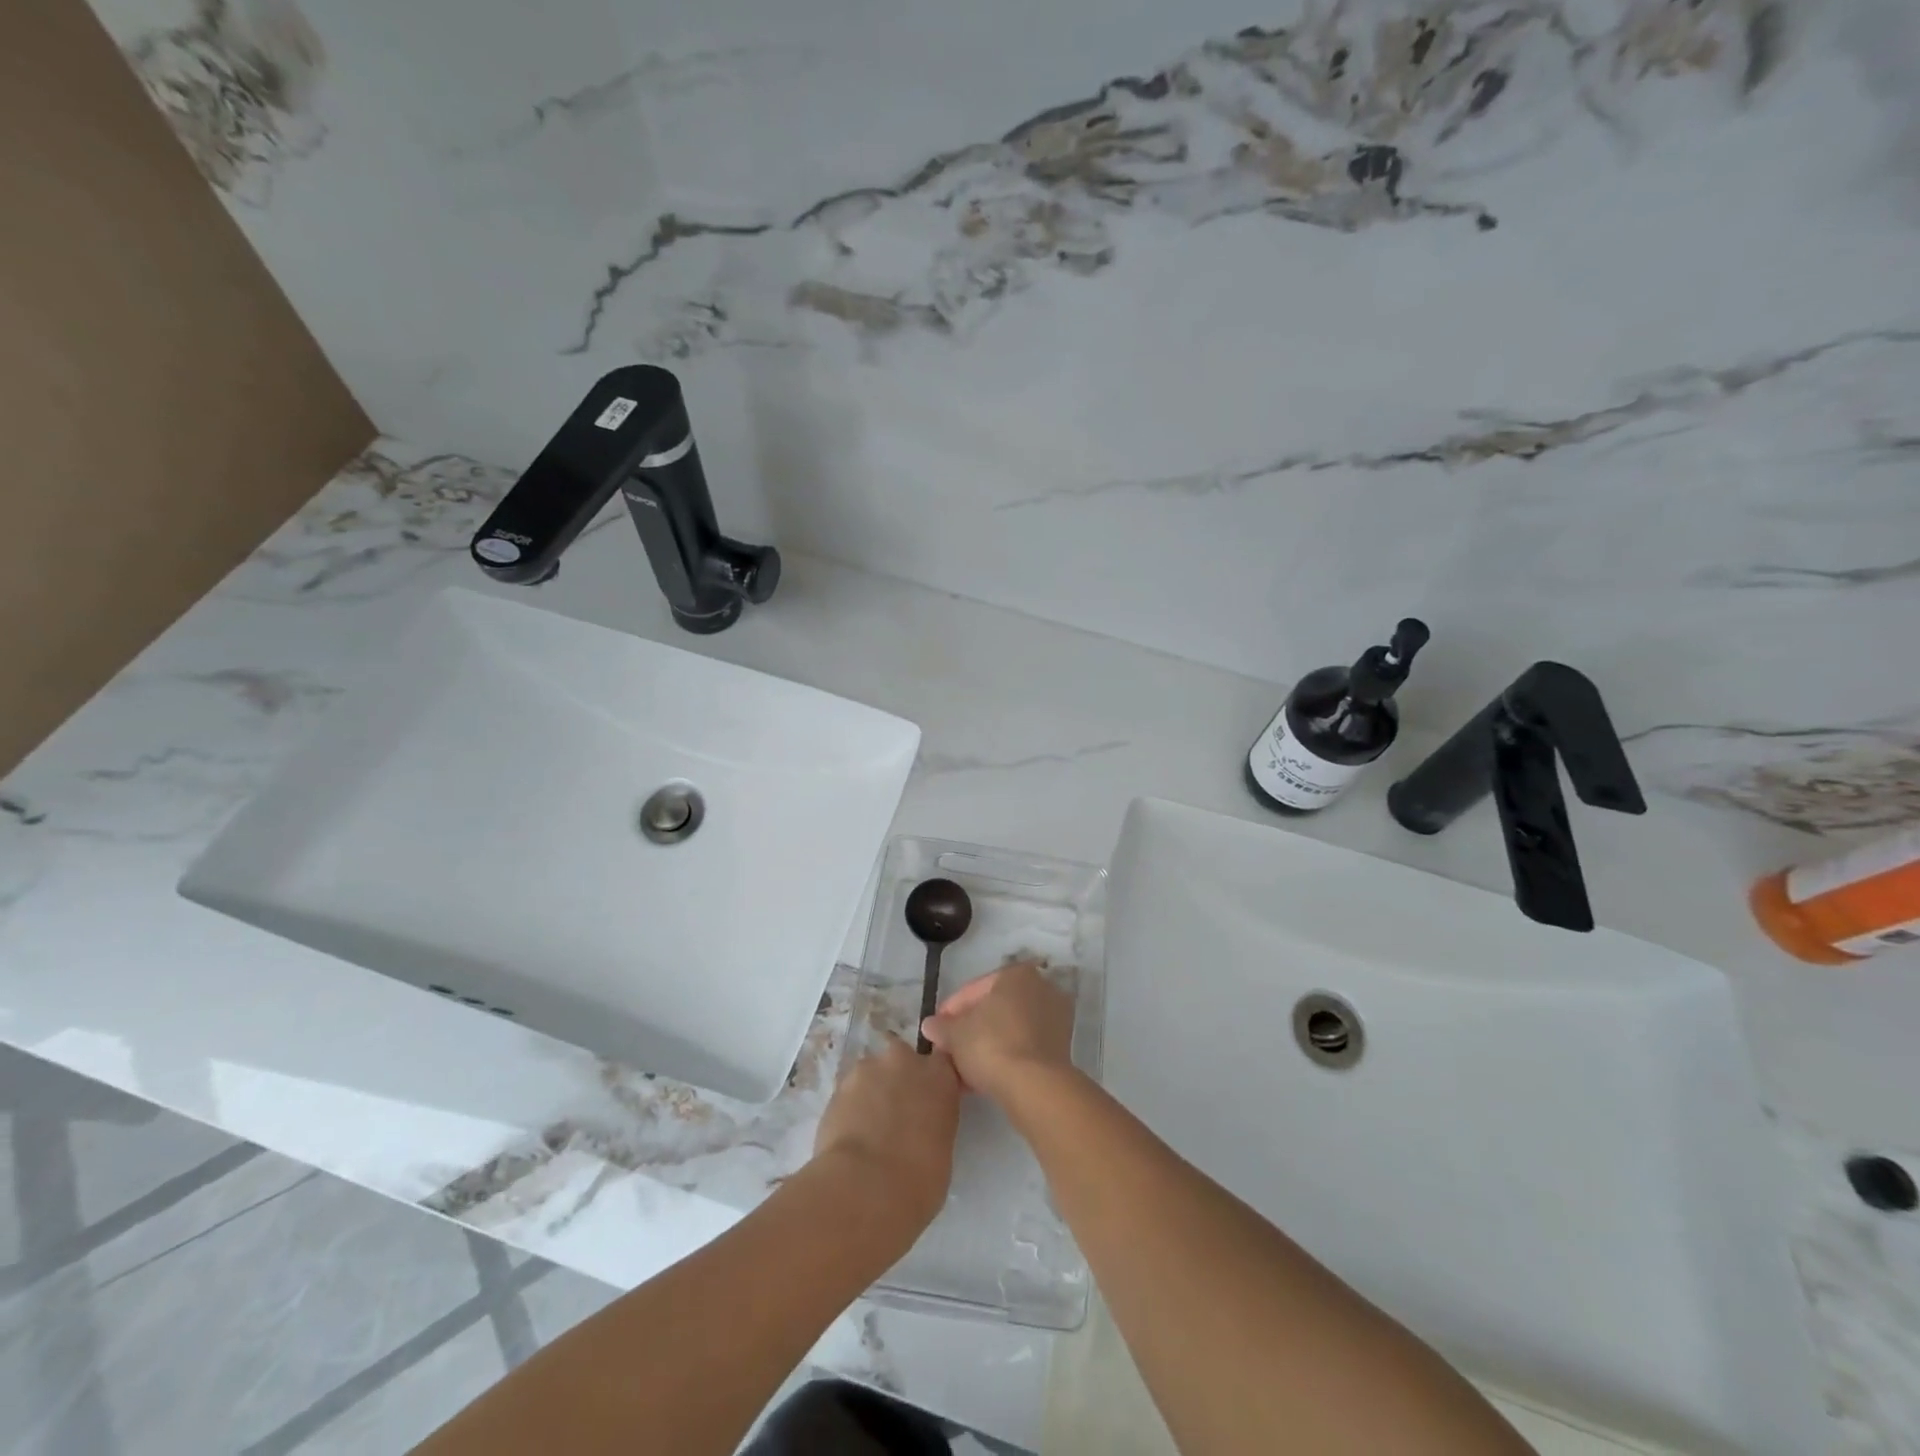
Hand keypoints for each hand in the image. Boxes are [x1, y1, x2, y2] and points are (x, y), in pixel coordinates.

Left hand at [815, 1035, 960, 1230]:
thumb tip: (920, 1128)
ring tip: (867, 1128)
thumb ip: (933, 1123)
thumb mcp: (942, 1148)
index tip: (927, 1100)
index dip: (931, 1080)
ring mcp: (868, 1069)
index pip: (940, 1062)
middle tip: (895, 1114)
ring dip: (872, 1092)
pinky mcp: (838, 1085)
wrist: (866, 1186)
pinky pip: (849, 1092)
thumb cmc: (919, 1179)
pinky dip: (850, 1107)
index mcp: (939, 1075)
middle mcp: (905, 1060)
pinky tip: (849, 1135)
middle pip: (902, 1059)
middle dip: (898, 1079)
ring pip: (872, 1074)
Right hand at [921, 961, 1075, 1104]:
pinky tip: (982, 1078)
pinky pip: (1023, 1046)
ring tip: (961, 1069)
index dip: (950, 1011)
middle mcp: (1041, 988)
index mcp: (1016, 974)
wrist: (1035, 1086)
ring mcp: (1055, 1018)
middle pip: (994, 1009)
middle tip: (948, 1050)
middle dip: (969, 1030)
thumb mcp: (955, 1035)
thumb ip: (942, 1027)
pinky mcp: (1061, 1048)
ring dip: (985, 1046)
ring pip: (1009, 1029)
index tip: (935, 1031)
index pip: (974, 989)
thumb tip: (930, 1025)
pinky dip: (1004, 1057)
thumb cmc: (991, 1045)